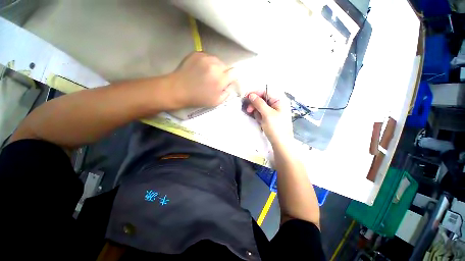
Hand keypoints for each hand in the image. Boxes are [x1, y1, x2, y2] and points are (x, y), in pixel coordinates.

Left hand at [170, 52, 234, 107]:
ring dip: (216, 67)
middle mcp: (215, 66)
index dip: (232, 77)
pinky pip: (209, 57)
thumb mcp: (216, 102)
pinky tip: (201, 69)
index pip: (234, 72)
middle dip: (224, 73)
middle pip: (226, 66)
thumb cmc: (198, 98)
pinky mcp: (197, 53)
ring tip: (208, 74)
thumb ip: (226, 94)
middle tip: (216, 79)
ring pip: (218, 60)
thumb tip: (229, 86)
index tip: (228, 81)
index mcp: (220, 80)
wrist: (178, 89)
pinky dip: (208, 63)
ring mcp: (205, 58)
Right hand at [246, 90, 292, 145]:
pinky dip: (259, 116)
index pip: (266, 91)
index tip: (246, 97)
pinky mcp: (271, 116)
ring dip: (257, 111)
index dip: (256, 93)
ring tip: (258, 119)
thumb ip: (259, 103)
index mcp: (280, 99)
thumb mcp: (267, 114)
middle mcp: (277, 103)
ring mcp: (274, 110)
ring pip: (261, 106)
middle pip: (263, 98)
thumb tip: (251, 95)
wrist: (281, 143)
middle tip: (249, 110)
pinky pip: (262, 112)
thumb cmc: (276, 128)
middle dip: (255, 104)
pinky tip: (260, 121)